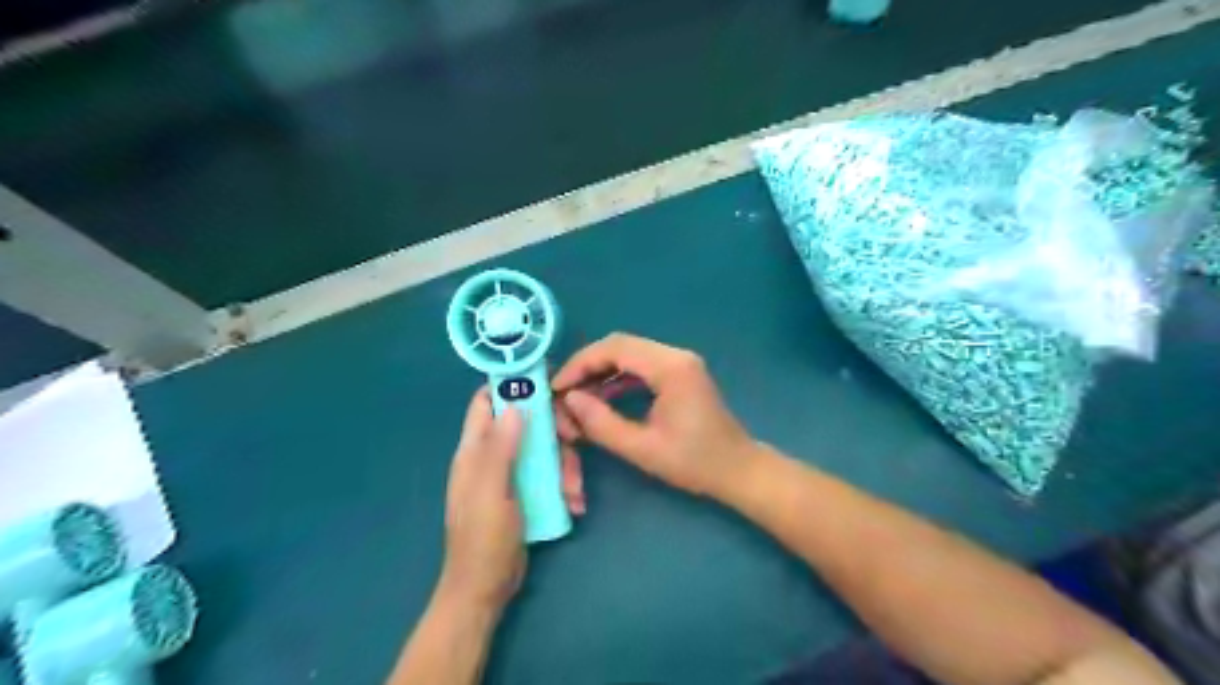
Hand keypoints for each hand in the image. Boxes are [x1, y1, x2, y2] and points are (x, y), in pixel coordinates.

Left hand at [443, 388, 584, 613]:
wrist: (486, 588)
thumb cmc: (482, 539)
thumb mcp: (490, 491)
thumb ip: (500, 448)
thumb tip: (515, 404)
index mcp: (475, 449)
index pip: (487, 401)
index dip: (512, 386)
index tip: (547, 381)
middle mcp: (494, 454)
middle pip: (527, 421)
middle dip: (554, 428)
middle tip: (574, 438)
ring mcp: (513, 472)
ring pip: (545, 448)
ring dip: (565, 465)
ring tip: (574, 491)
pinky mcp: (529, 490)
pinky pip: (552, 473)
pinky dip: (565, 484)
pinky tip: (574, 503)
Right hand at [555, 334, 759, 499]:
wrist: (738, 470)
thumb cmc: (694, 463)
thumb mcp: (642, 449)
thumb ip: (602, 424)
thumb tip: (570, 399)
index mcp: (671, 368)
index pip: (616, 348)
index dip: (581, 363)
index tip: (557, 386)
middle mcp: (676, 356)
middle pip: (621, 345)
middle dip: (588, 365)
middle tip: (563, 390)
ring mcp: (680, 362)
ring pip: (629, 353)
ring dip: (602, 370)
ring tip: (577, 395)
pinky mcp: (680, 373)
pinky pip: (641, 366)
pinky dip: (618, 377)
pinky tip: (601, 396)